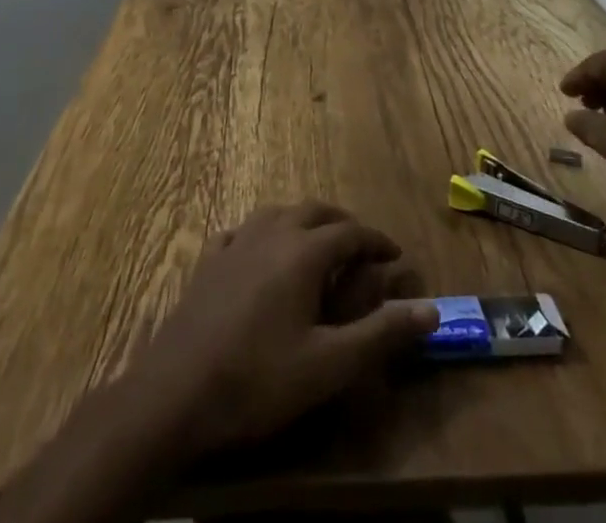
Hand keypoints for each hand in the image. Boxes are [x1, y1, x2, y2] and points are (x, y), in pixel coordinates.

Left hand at [126, 202, 438, 458]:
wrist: (175, 393)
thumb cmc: (257, 380)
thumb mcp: (328, 366)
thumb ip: (380, 335)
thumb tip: (430, 311)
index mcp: (304, 252)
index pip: (351, 232)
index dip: (376, 241)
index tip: (395, 256)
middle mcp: (272, 233)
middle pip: (315, 211)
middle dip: (343, 224)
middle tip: (361, 246)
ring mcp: (236, 242)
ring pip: (278, 213)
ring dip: (304, 222)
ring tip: (317, 244)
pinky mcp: (208, 261)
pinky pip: (242, 231)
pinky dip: (262, 234)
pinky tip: (259, 251)